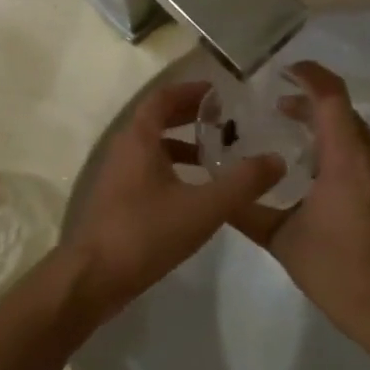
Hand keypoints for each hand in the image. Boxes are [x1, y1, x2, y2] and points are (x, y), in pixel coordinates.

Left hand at [62, 80, 283, 322]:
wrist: (93, 278)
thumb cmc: (146, 233)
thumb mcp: (203, 208)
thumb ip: (242, 183)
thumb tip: (276, 160)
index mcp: (139, 140)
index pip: (162, 98)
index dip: (190, 91)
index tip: (219, 93)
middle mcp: (124, 150)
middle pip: (156, 120)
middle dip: (189, 116)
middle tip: (224, 119)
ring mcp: (117, 177)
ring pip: (152, 148)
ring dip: (182, 144)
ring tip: (216, 155)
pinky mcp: (117, 201)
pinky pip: (147, 170)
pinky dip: (172, 169)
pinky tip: (195, 192)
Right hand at [230, 63, 369, 360]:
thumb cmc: (339, 273)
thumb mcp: (283, 241)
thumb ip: (247, 211)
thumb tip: (217, 192)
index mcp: (346, 160)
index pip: (331, 97)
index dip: (309, 75)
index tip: (283, 70)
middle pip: (343, 111)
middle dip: (310, 100)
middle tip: (274, 106)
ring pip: (356, 132)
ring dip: (325, 124)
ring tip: (291, 133)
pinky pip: (364, 153)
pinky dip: (339, 146)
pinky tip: (316, 171)